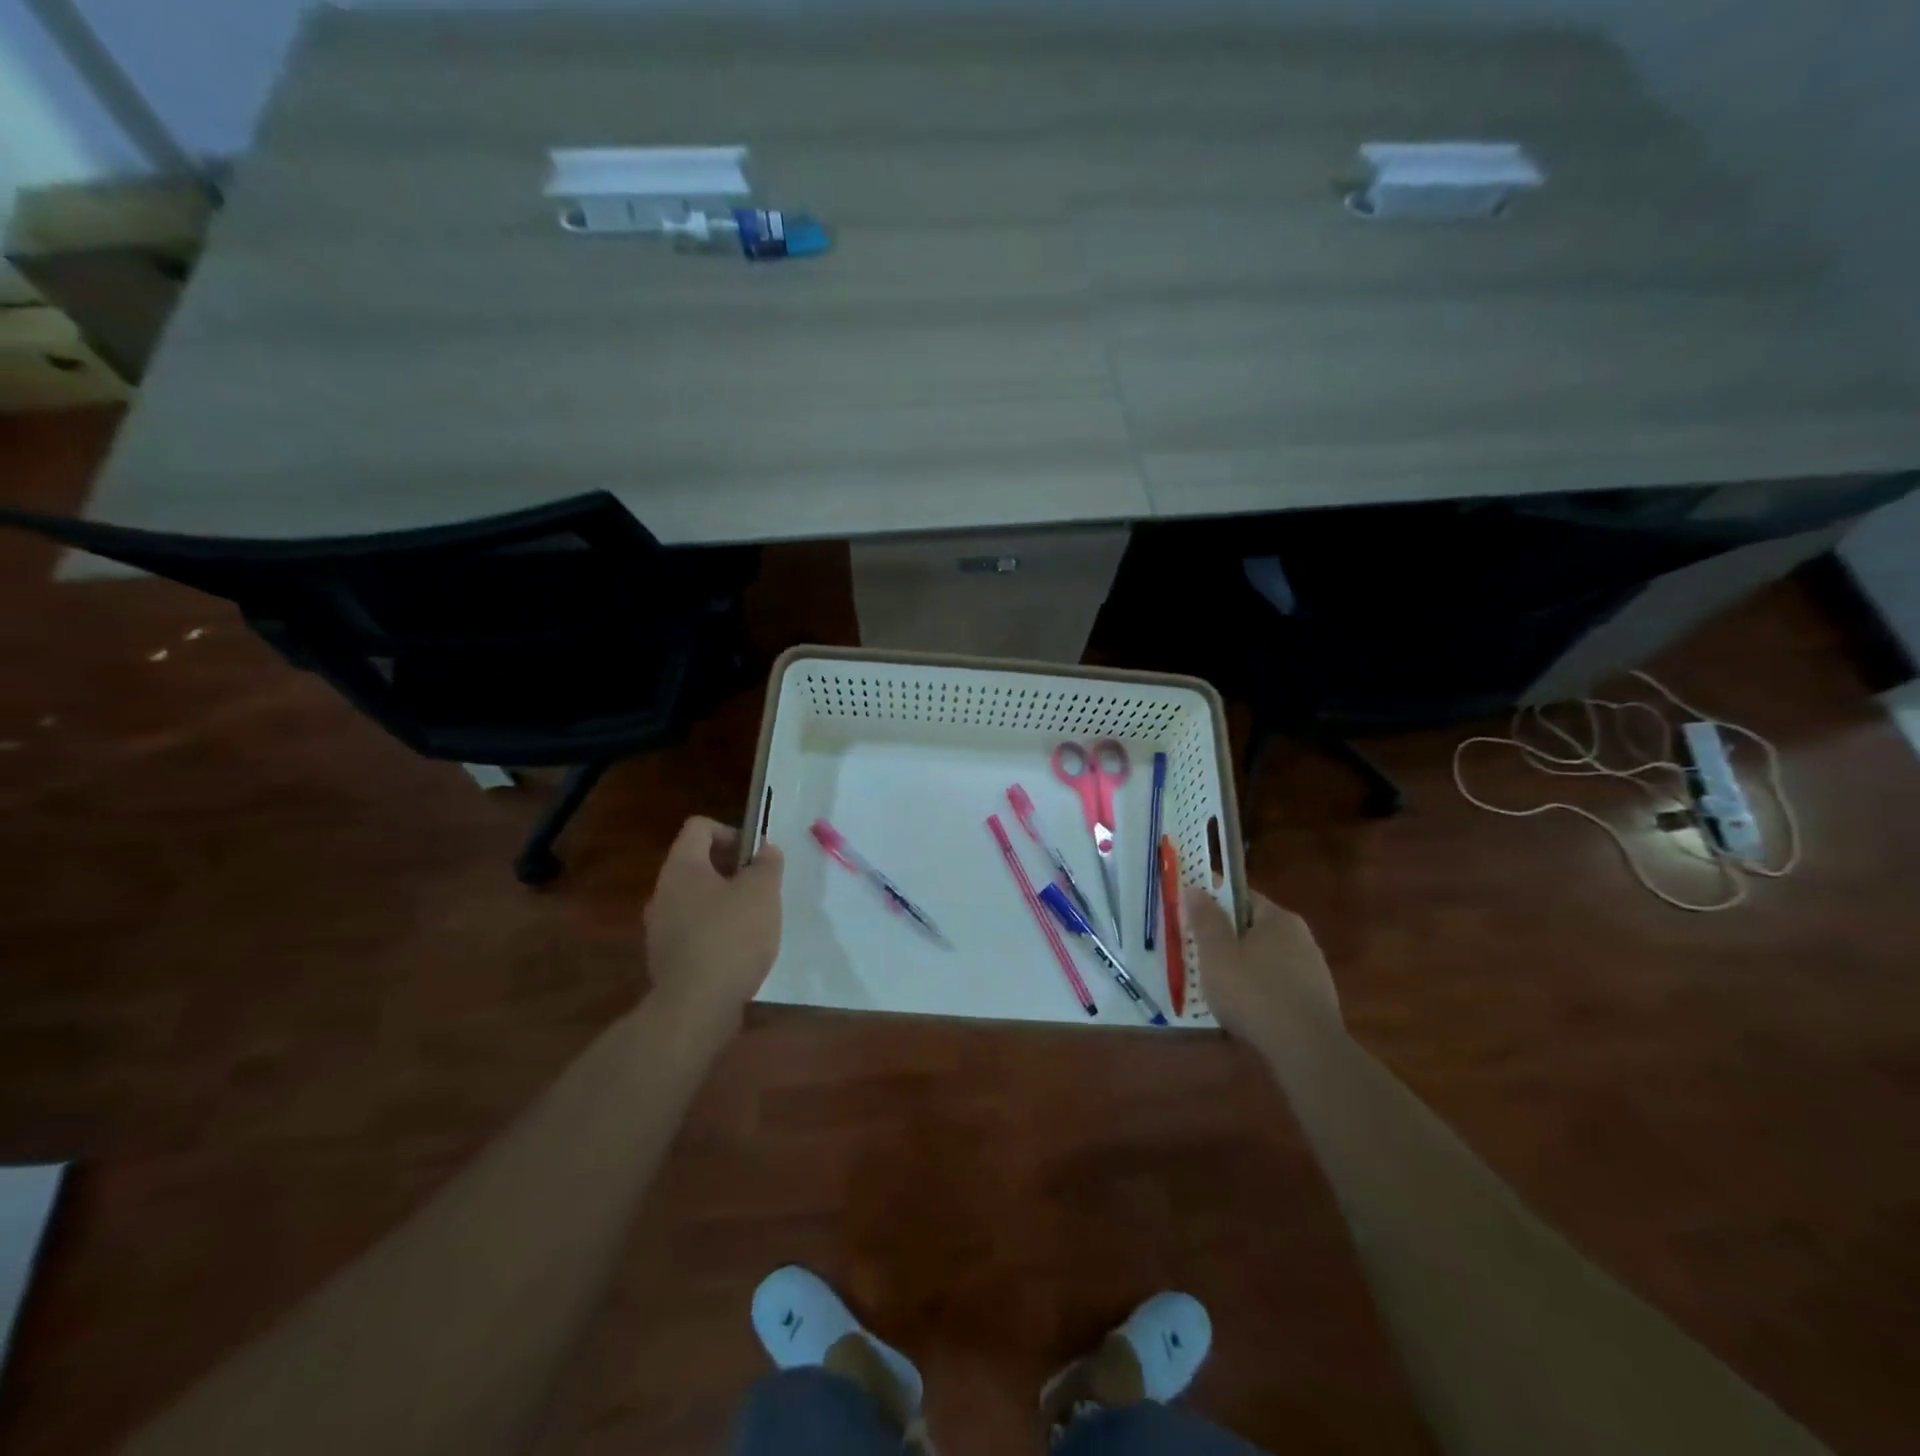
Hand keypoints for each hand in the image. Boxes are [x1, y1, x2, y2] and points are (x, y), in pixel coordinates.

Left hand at [644, 816, 784, 1023]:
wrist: (695, 1007)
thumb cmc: (731, 937)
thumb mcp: (762, 893)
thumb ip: (767, 864)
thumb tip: (765, 850)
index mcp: (682, 868)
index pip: (699, 828)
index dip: (731, 832)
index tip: (755, 855)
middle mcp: (663, 892)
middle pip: (697, 864)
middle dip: (732, 870)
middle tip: (761, 887)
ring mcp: (659, 927)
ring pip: (695, 899)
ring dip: (724, 901)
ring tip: (754, 921)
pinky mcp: (665, 958)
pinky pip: (692, 930)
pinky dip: (715, 931)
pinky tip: (738, 951)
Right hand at [1184, 888, 1341, 1049]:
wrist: (1307, 1051)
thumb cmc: (1254, 993)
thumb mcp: (1217, 954)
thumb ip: (1205, 919)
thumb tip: (1195, 888)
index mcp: (1278, 918)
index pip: (1241, 896)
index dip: (1214, 902)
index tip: (1191, 915)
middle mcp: (1301, 936)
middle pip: (1254, 927)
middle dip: (1227, 937)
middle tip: (1199, 952)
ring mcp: (1313, 969)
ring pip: (1267, 957)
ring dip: (1244, 965)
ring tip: (1218, 985)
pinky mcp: (1317, 999)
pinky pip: (1279, 983)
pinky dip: (1260, 989)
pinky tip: (1246, 1008)